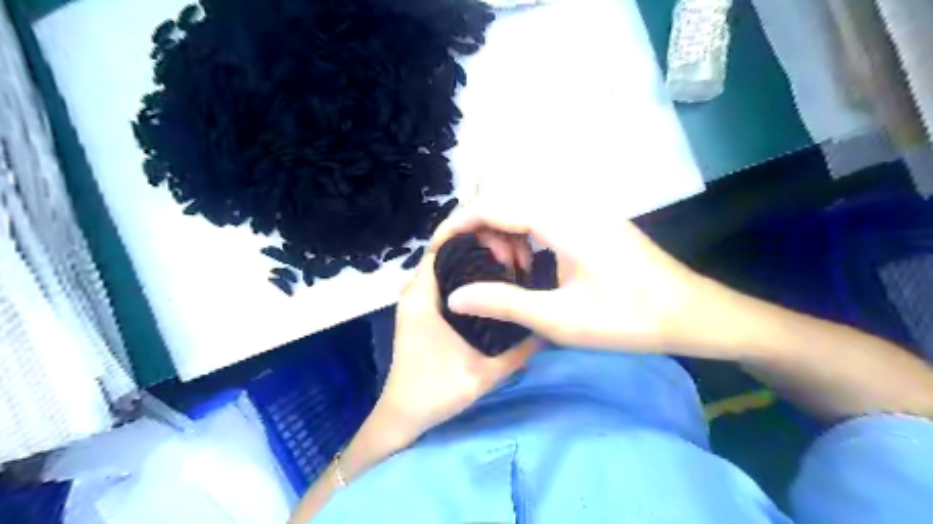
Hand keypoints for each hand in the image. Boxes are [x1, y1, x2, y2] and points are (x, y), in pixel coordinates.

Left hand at [380, 249, 539, 437]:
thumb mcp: (484, 373)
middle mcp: (415, 291)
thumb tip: (549, 326)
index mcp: (423, 297)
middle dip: (476, 243)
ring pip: (445, 264)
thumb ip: (519, 351)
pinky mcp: (421, 309)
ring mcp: (417, 299)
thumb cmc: (436, 392)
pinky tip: (492, 283)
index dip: (470, 233)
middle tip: (513, 250)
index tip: (503, 234)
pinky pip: (444, 279)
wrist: (404, 414)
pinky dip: (465, 274)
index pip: (441, 245)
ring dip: (471, 259)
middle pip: (445, 250)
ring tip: (507, 261)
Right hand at [432, 193, 715, 354]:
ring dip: (503, 229)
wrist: (689, 312)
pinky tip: (529, 261)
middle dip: (480, 227)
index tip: (436, 251)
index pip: (492, 203)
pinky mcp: (590, 217)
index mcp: (560, 218)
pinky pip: (542, 211)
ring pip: (522, 201)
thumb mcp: (559, 319)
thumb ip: (502, 302)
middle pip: (504, 195)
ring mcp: (583, 206)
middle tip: (481, 267)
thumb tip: (454, 296)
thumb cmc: (627, 318)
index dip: (457, 224)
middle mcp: (569, 201)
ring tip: (506, 269)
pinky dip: (523, 230)